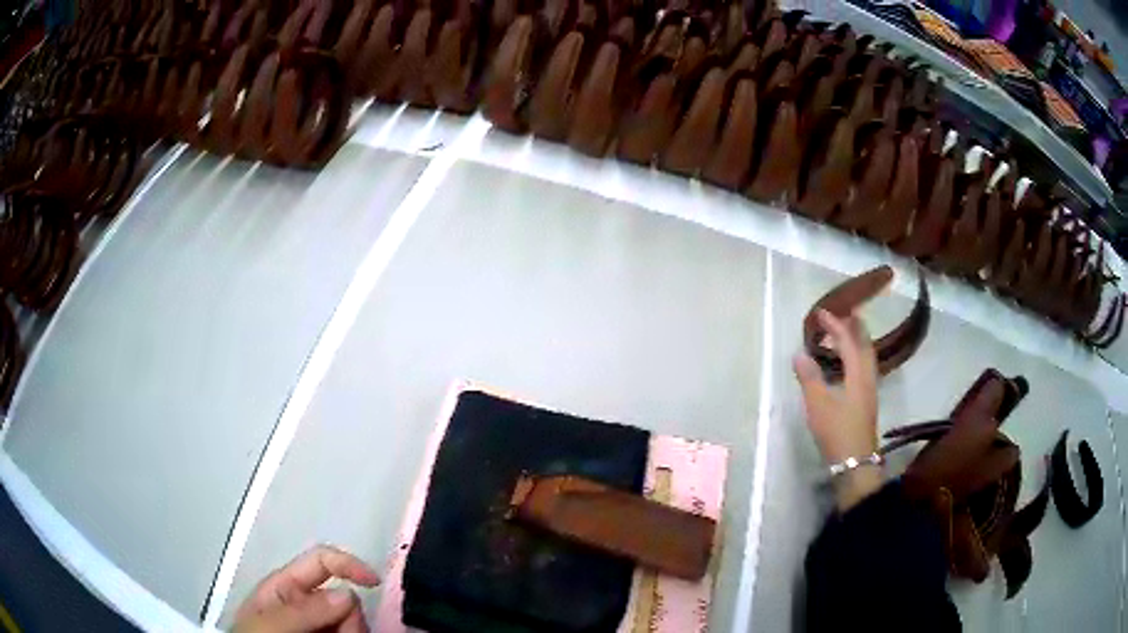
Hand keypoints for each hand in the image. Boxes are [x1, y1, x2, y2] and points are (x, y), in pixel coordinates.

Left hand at [233, 545, 380, 632]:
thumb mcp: (267, 624)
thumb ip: (301, 609)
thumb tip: (347, 594)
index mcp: (286, 587)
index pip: (321, 561)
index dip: (347, 564)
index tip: (373, 582)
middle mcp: (308, 605)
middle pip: (346, 599)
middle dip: (349, 618)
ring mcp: (322, 626)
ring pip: (356, 622)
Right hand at [794, 309, 880, 510]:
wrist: (855, 462)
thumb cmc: (837, 431)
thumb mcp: (819, 404)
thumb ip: (809, 377)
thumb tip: (799, 354)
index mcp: (858, 373)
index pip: (848, 341)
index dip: (835, 325)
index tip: (821, 313)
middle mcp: (868, 377)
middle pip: (865, 345)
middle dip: (855, 328)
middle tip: (844, 315)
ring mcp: (869, 390)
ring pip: (866, 358)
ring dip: (856, 342)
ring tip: (844, 336)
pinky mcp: (866, 402)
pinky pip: (863, 369)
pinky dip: (855, 358)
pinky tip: (846, 366)